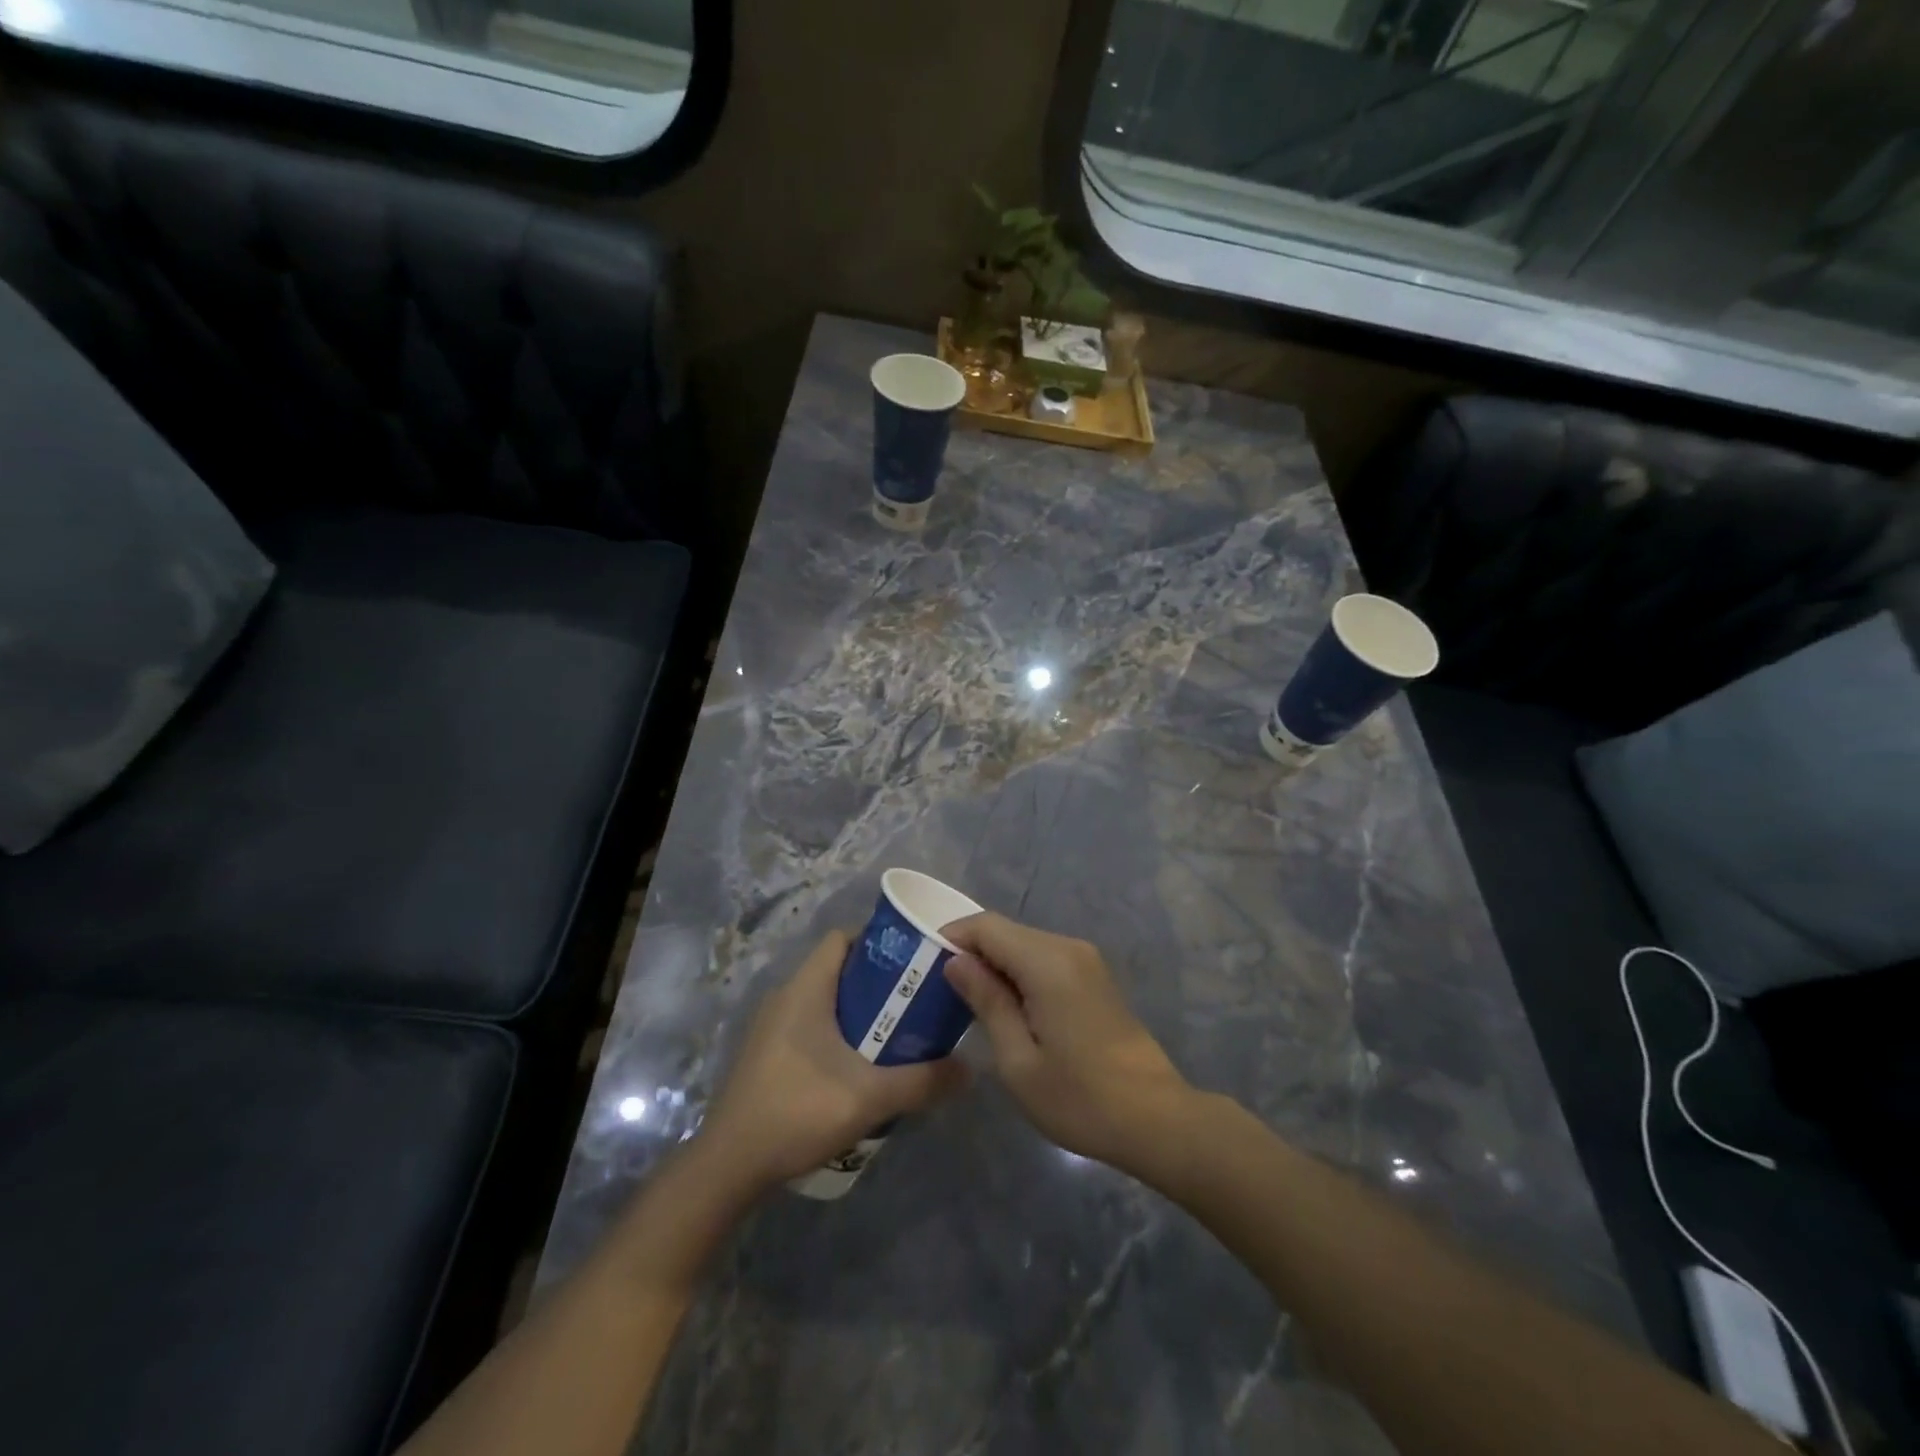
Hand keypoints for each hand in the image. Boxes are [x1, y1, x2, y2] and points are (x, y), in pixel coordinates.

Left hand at [693, 931, 967, 1197]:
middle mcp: (785, 996)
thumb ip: (923, 1081)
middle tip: (913, 1003)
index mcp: (806, 988)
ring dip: (857, 1012)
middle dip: (876, 982)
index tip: (911, 962)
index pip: (842, 938)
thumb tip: (970, 1069)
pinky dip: (835, 1034)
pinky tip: (857, 1068)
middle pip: (837, 969)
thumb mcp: (870, 1097)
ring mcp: (771, 1027)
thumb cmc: (797, 1111)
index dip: (877, 942)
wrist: (728, 1166)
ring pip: (823, 1001)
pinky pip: (808, 1026)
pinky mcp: (765, 1055)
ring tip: (893, 1035)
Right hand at [943, 913, 1195, 1180]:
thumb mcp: (1018, 1060)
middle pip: (1006, 932)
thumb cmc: (1079, 1098)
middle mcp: (1068, 948)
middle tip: (940, 991)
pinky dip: (1019, 974)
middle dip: (971, 953)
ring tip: (968, 1003)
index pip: (986, 926)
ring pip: (1025, 945)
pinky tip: (1007, 1009)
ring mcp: (1086, 960)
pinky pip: (1045, 960)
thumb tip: (956, 962)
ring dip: (995, 965)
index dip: (952, 937)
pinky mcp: (1094, 978)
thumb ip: (986, 1002)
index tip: (924, 966)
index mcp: (1047, 962)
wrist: (1155, 1119)